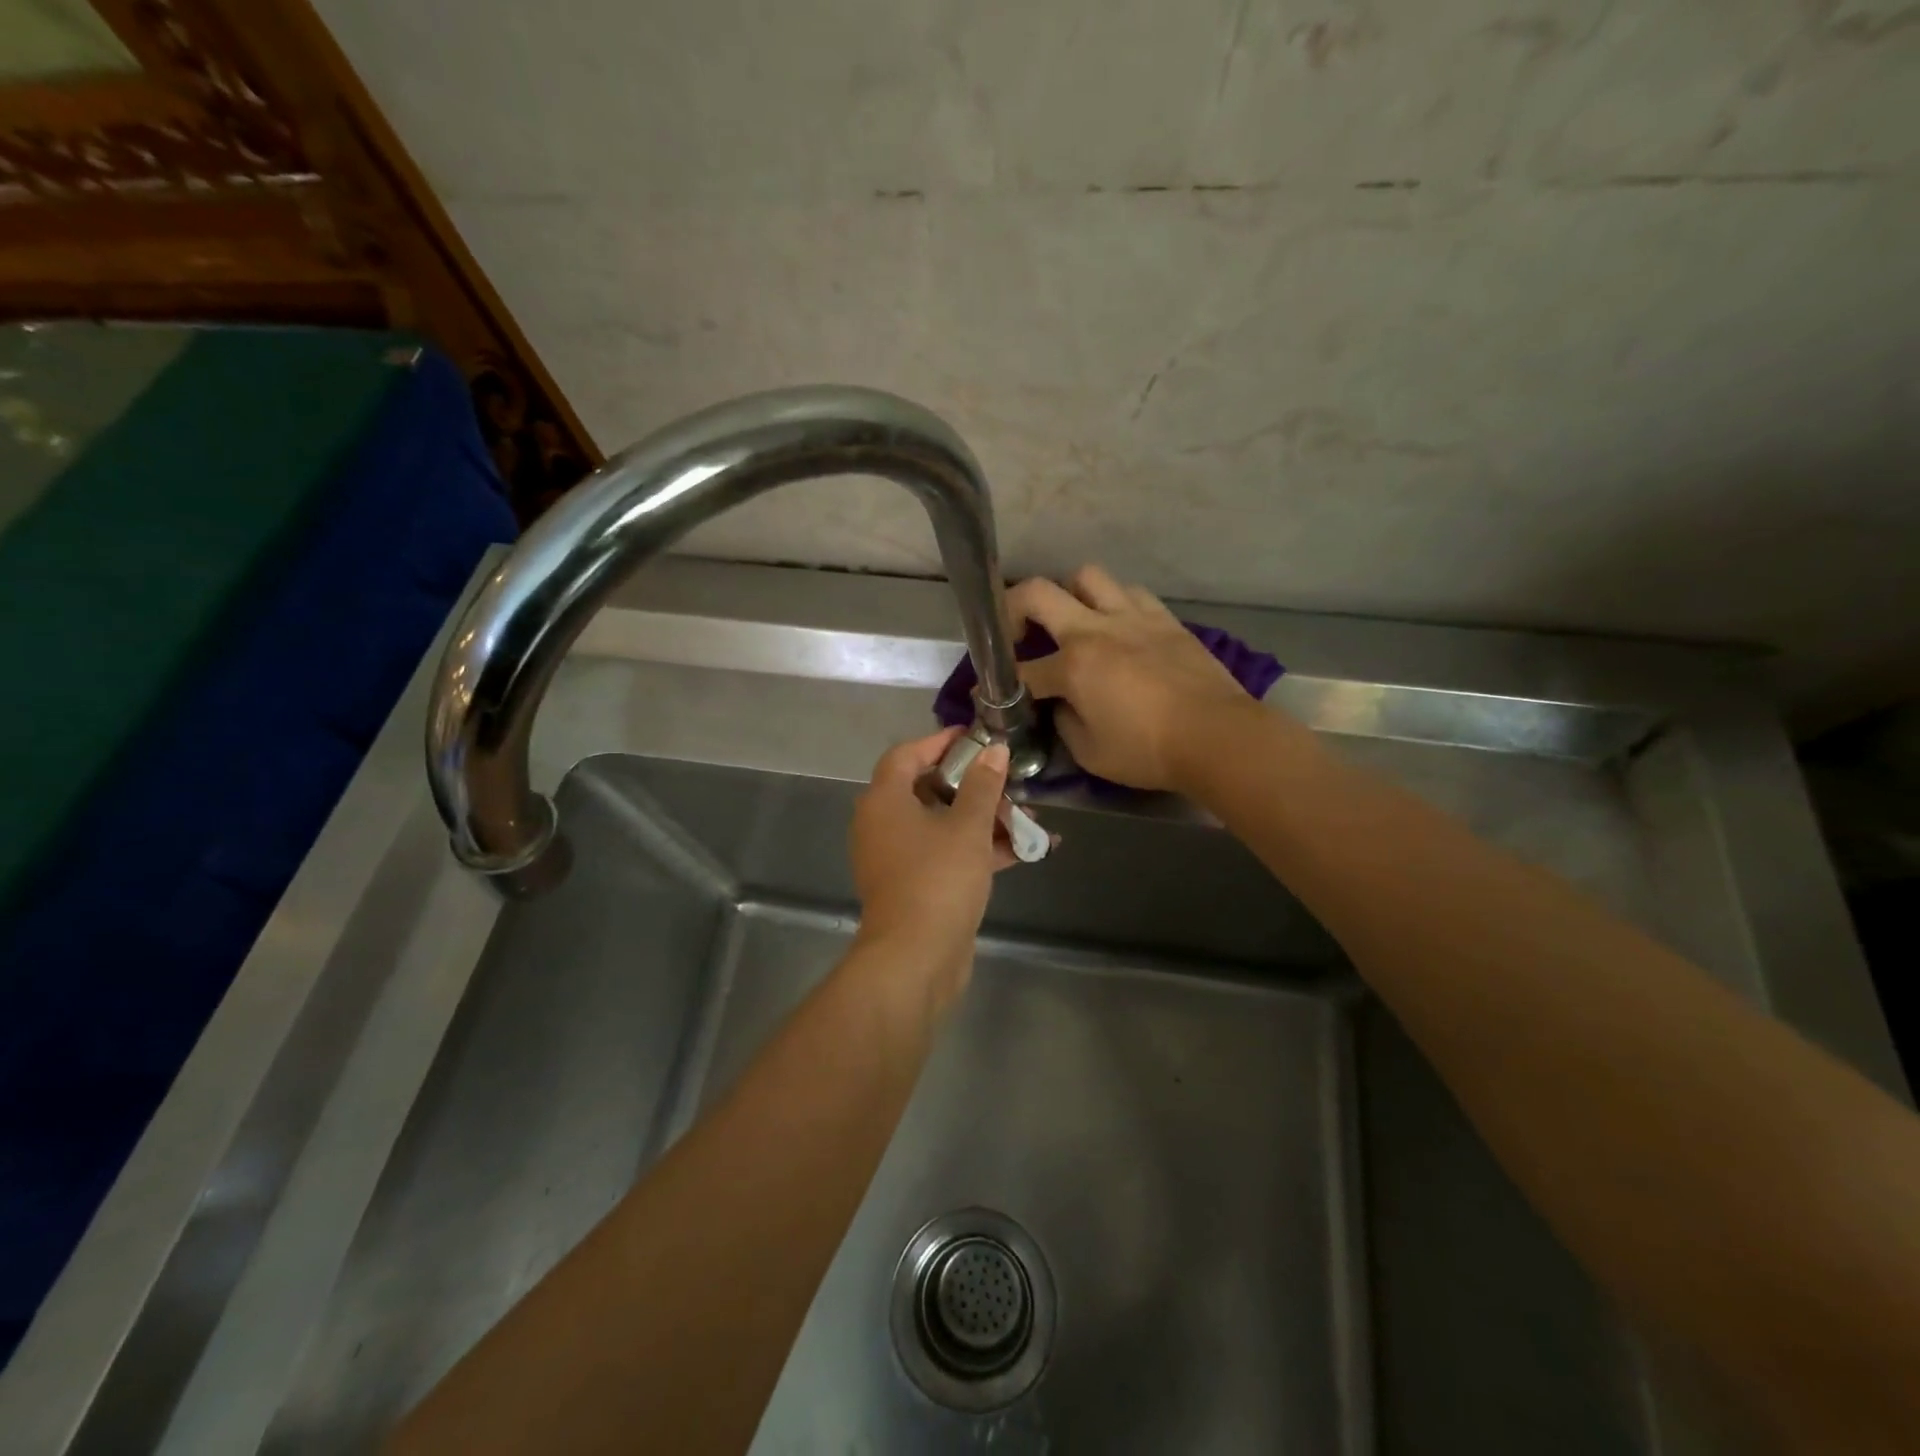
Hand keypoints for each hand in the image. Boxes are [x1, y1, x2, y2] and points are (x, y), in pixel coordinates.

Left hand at [849, 727, 1015, 1013]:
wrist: (915, 959)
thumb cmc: (938, 879)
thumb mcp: (968, 827)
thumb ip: (983, 786)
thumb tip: (994, 750)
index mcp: (885, 801)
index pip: (906, 755)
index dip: (939, 742)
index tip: (976, 738)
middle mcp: (883, 825)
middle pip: (926, 789)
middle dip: (972, 785)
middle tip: (1006, 781)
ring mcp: (897, 858)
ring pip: (941, 825)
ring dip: (982, 820)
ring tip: (1026, 818)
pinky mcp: (914, 886)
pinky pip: (946, 855)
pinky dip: (978, 850)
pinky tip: (1024, 851)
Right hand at [1006, 565, 1260, 791]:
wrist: (1218, 736)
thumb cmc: (1149, 751)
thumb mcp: (1091, 753)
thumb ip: (1064, 723)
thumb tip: (1060, 706)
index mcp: (1073, 666)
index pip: (1022, 670)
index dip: (1001, 686)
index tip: (994, 695)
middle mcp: (1095, 629)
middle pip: (1036, 592)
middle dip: (1012, 608)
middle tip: (1016, 634)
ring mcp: (1132, 616)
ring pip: (1086, 576)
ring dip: (1069, 595)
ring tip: (1072, 622)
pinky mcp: (1163, 618)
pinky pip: (1129, 592)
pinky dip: (1114, 603)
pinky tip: (1118, 627)